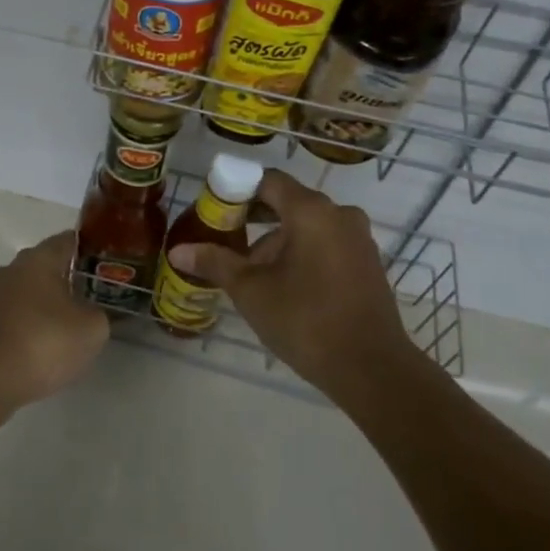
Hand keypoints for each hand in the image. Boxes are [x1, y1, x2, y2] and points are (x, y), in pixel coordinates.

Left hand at [0, 232, 108, 411]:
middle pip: (44, 266)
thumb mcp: (91, 330)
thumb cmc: (42, 343)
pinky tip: (39, 350)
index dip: (90, 248)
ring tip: (67, 328)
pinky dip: (26, 328)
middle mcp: (10, 270)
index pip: (68, 240)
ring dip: (44, 306)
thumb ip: (99, 314)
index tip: (106, 262)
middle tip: (92, 297)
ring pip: (25, 293)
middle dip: (66, 279)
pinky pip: (11, 319)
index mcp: (38, 259)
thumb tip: (93, 312)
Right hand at [168, 170, 410, 391]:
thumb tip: (177, 251)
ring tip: (250, 272)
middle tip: (224, 239)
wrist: (372, 369)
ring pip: (307, 225)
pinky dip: (301, 252)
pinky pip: (326, 243)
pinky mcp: (367, 263)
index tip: (214, 210)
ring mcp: (358, 239)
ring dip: (276, 240)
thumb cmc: (306, 320)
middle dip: (253, 217)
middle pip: (288, 201)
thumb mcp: (251, 290)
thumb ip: (215, 263)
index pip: (267, 180)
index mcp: (311, 211)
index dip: (237, 189)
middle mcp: (339, 214)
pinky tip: (283, 284)